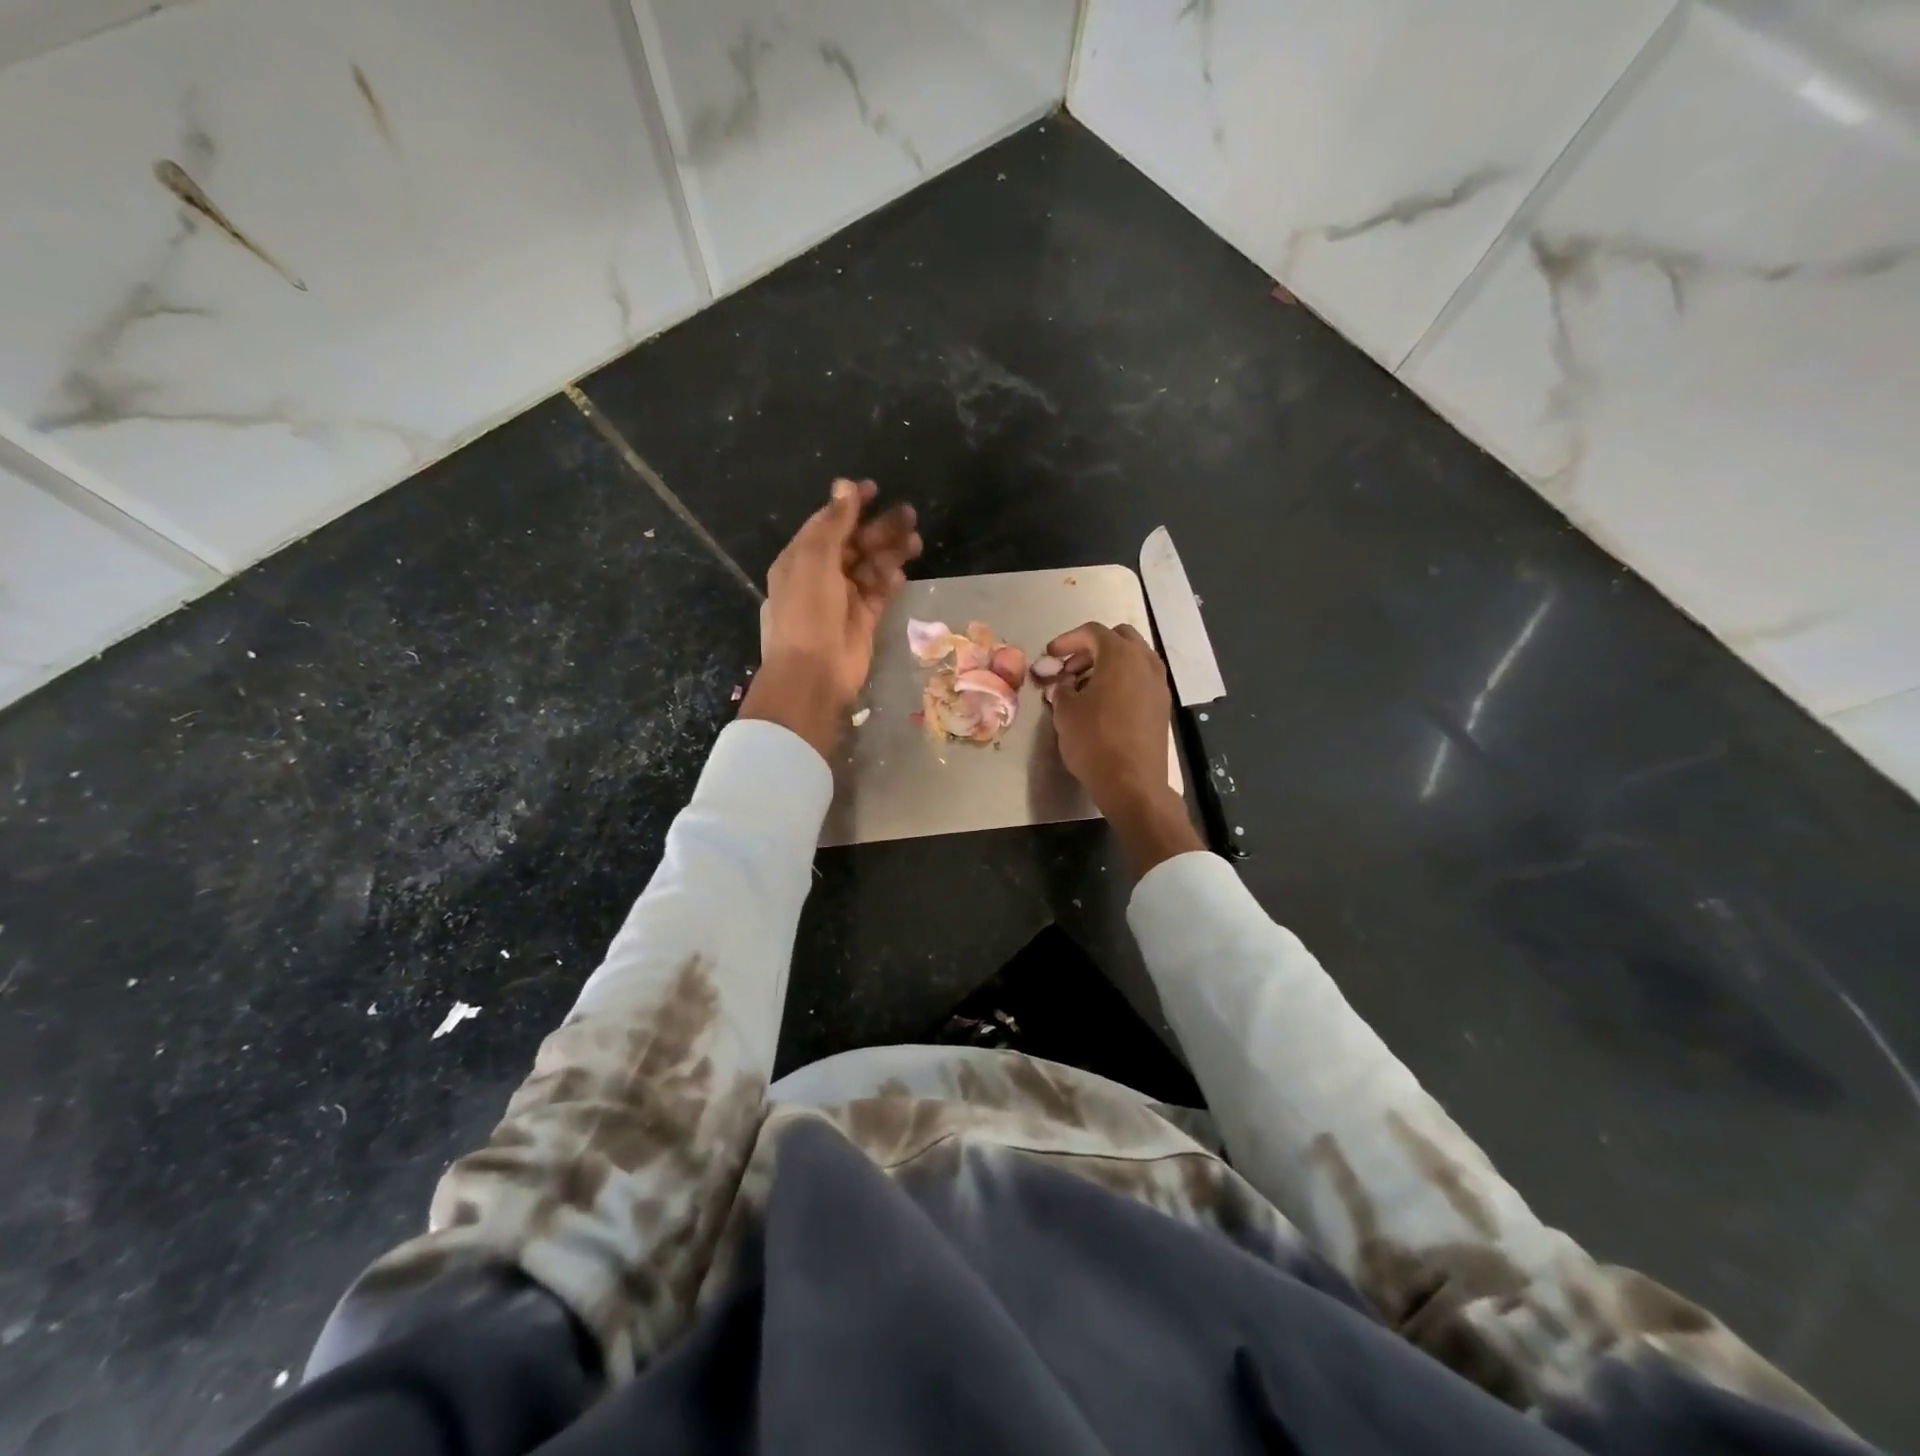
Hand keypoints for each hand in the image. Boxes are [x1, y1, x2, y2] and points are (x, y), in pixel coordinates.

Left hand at [741, 478, 920, 759]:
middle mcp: (820, 576)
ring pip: (870, 568)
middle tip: (910, 515)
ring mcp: (842, 600)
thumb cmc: (807, 611)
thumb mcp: (815, 558)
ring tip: (916, 541)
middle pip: (854, 544)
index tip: (876, 489)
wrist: (813, 673)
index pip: (827, 523)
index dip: (850, 505)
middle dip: (879, 528)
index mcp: (800, 558)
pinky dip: (889, 582)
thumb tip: (844, 485)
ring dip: (890, 552)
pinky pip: (878, 594)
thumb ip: (833, 522)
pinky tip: (903, 573)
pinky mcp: (862, 621)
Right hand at [1045, 622, 1202, 875]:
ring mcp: (1158, 683)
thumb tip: (1064, 684)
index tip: (1050, 655)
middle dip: (1091, 648)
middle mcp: (1145, 662)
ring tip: (1084, 686)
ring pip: (1133, 658)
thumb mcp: (1065, 712)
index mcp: (1120, 655)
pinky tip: (1104, 702)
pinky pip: (1140, 679)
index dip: (1067, 640)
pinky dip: (1122, 680)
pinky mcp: (1162, 705)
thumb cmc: (1094, 741)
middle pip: (1118, 638)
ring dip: (1108, 664)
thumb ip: (1061, 689)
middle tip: (1069, 668)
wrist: (1132, 782)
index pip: (1092, 632)